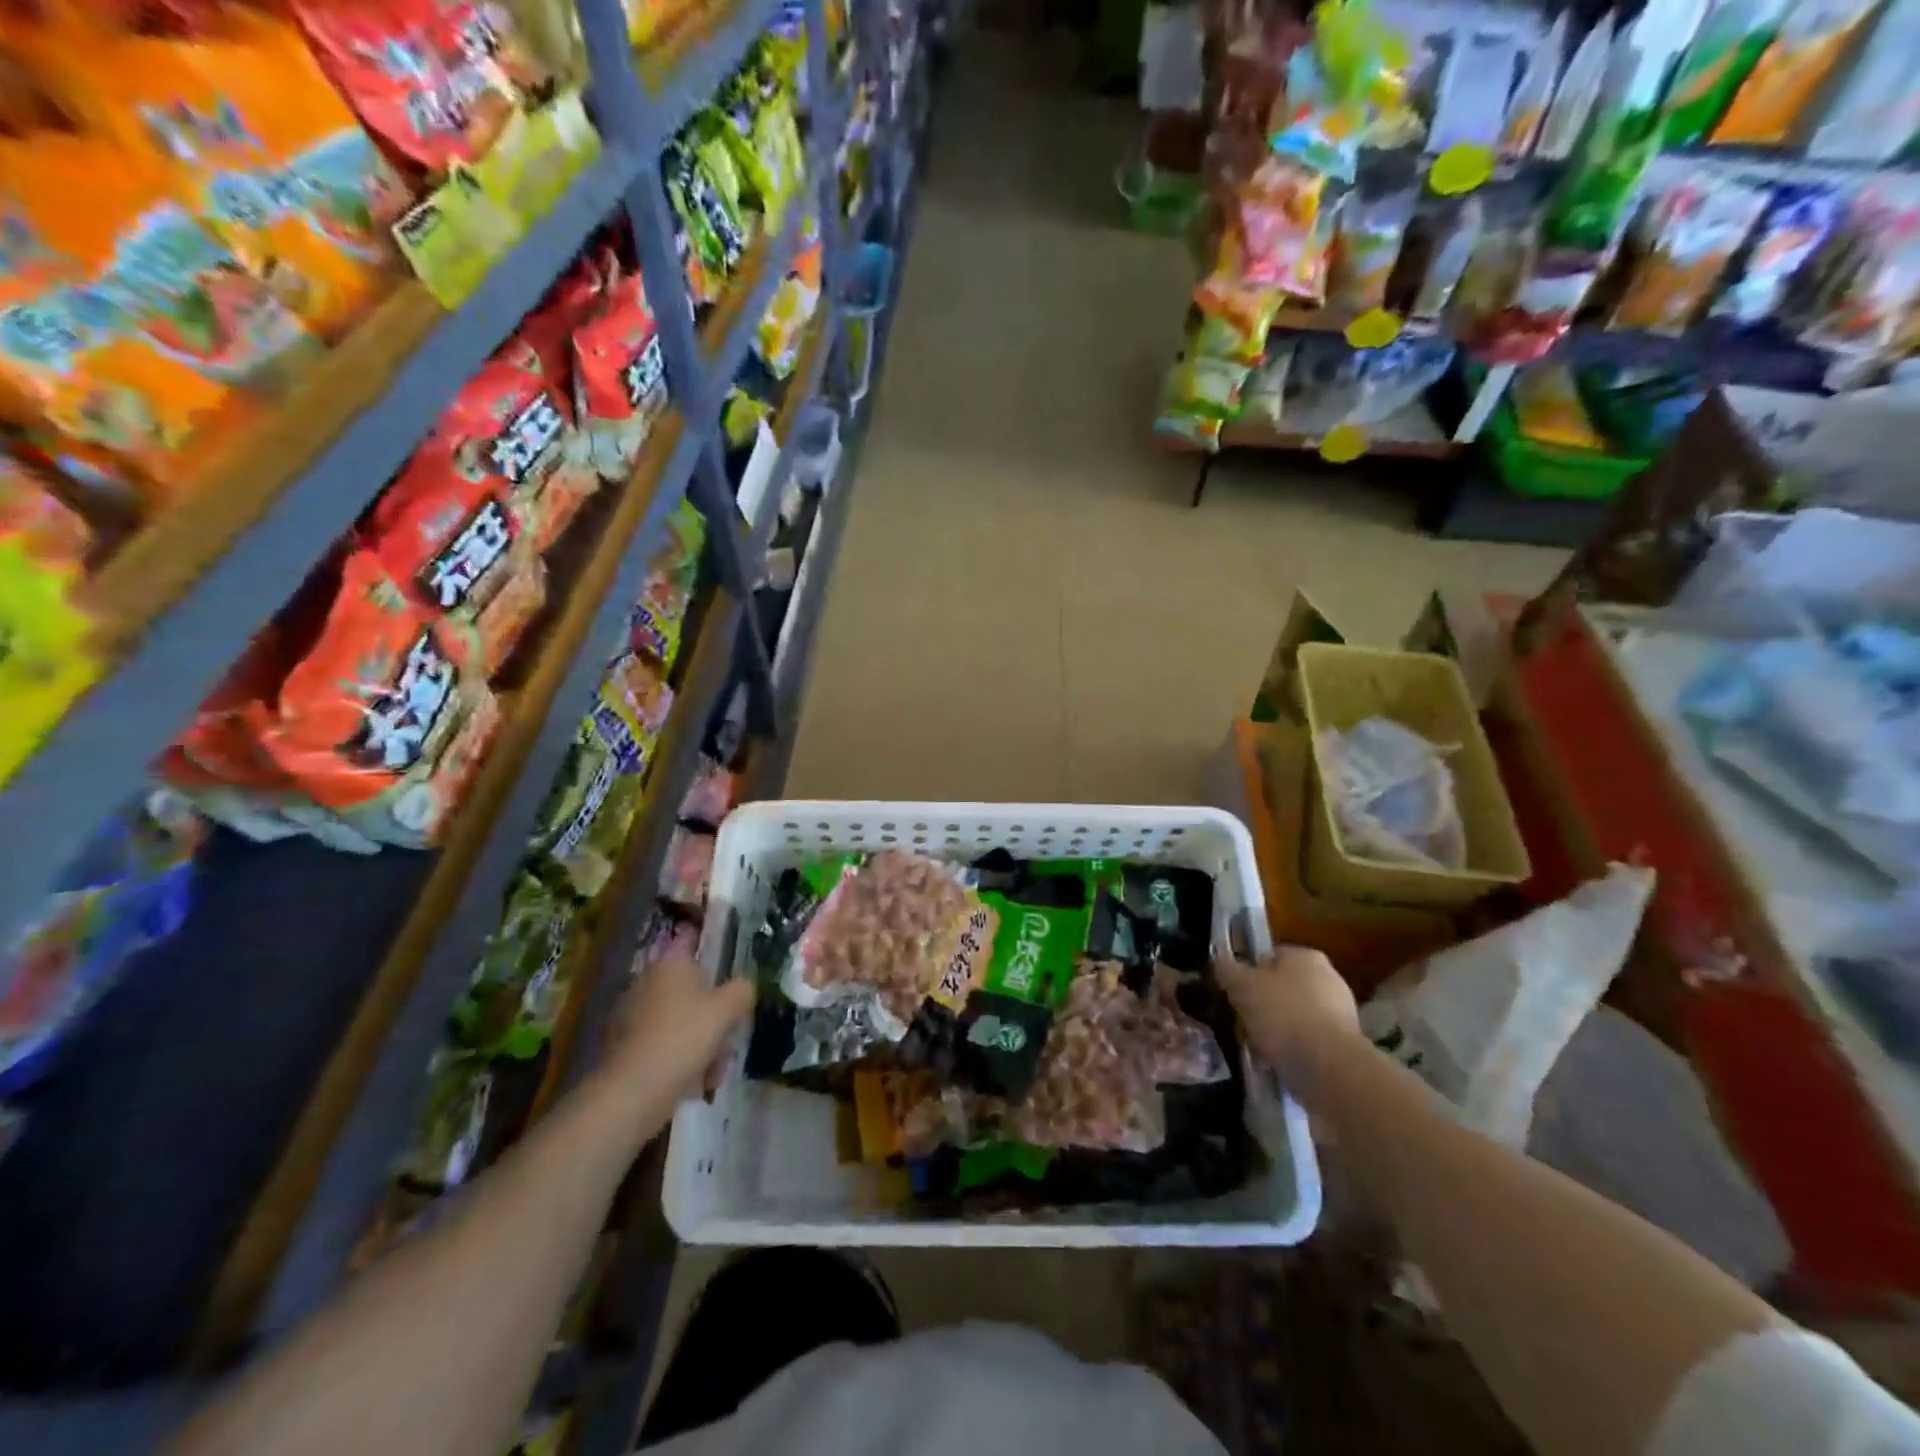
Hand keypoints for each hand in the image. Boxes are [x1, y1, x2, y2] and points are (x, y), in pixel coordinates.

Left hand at [596, 953, 753, 1110]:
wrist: (631, 1093)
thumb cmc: (683, 1038)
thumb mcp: (727, 1009)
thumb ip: (742, 990)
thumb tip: (743, 987)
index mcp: (670, 964)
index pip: (691, 939)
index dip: (710, 946)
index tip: (729, 965)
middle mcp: (647, 982)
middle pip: (690, 988)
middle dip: (712, 1011)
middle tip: (729, 1033)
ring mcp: (631, 1016)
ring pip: (679, 1020)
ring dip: (700, 1040)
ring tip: (714, 1069)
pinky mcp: (623, 1048)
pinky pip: (662, 1044)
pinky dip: (679, 1059)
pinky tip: (694, 1082)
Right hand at [1215, 947, 1360, 1097]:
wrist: (1328, 1068)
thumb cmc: (1282, 1014)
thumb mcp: (1241, 986)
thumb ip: (1226, 969)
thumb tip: (1218, 960)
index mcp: (1306, 956)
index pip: (1269, 956)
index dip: (1248, 973)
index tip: (1234, 993)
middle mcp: (1328, 979)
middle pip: (1282, 988)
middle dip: (1262, 1006)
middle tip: (1242, 1021)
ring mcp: (1340, 1013)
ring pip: (1293, 1017)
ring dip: (1275, 1031)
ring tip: (1255, 1048)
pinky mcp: (1344, 1046)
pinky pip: (1307, 1042)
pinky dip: (1291, 1050)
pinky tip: (1274, 1063)